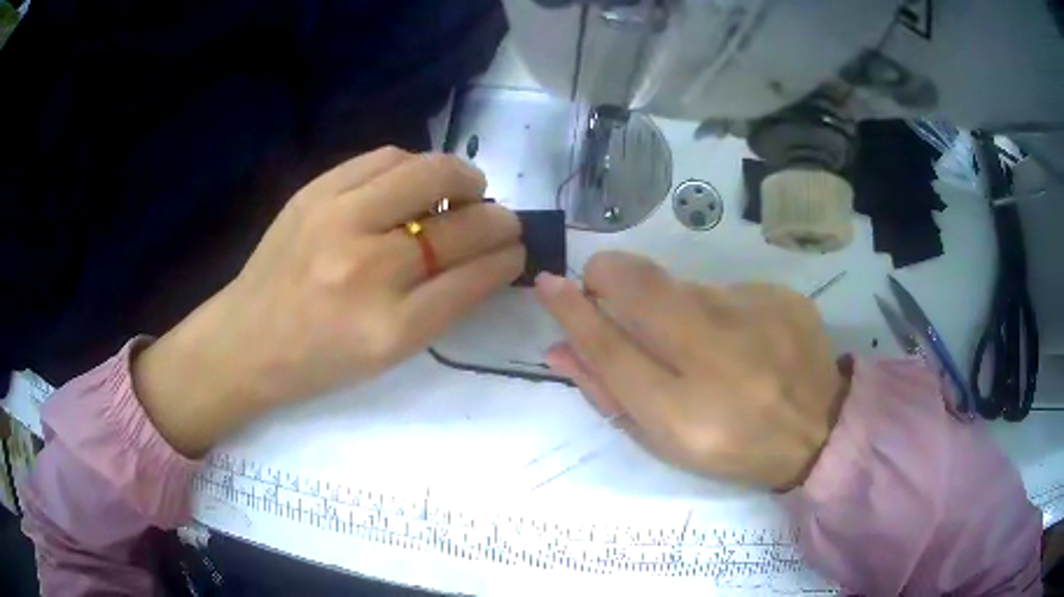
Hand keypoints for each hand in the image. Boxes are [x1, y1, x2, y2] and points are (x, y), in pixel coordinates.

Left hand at [134, 147, 524, 455]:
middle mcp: (365, 268)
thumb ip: (442, 306)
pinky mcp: (313, 191)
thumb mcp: (387, 354)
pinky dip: (415, 165)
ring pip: (426, 173)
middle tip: (502, 218)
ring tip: (465, 188)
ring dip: (461, 177)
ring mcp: (335, 220)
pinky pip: (384, 157)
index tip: (517, 249)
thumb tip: (486, 256)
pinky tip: (417, 181)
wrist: (246, 340)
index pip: (473, 276)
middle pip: (458, 224)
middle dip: (497, 217)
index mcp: (388, 328)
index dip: (506, 258)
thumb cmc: (318, 361)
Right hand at [535, 252, 846, 489]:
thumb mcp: (663, 441)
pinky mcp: (781, 297)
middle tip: (602, 285)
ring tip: (701, 342)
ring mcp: (758, 320)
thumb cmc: (730, 447)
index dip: (572, 312)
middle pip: (642, 289)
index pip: (610, 349)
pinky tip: (741, 339)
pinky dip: (716, 309)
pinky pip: (725, 289)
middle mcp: (721, 361)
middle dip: (608, 275)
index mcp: (685, 415)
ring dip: (670, 304)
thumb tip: (560, 348)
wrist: (817, 429)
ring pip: (683, 286)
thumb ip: (608, 394)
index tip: (548, 284)